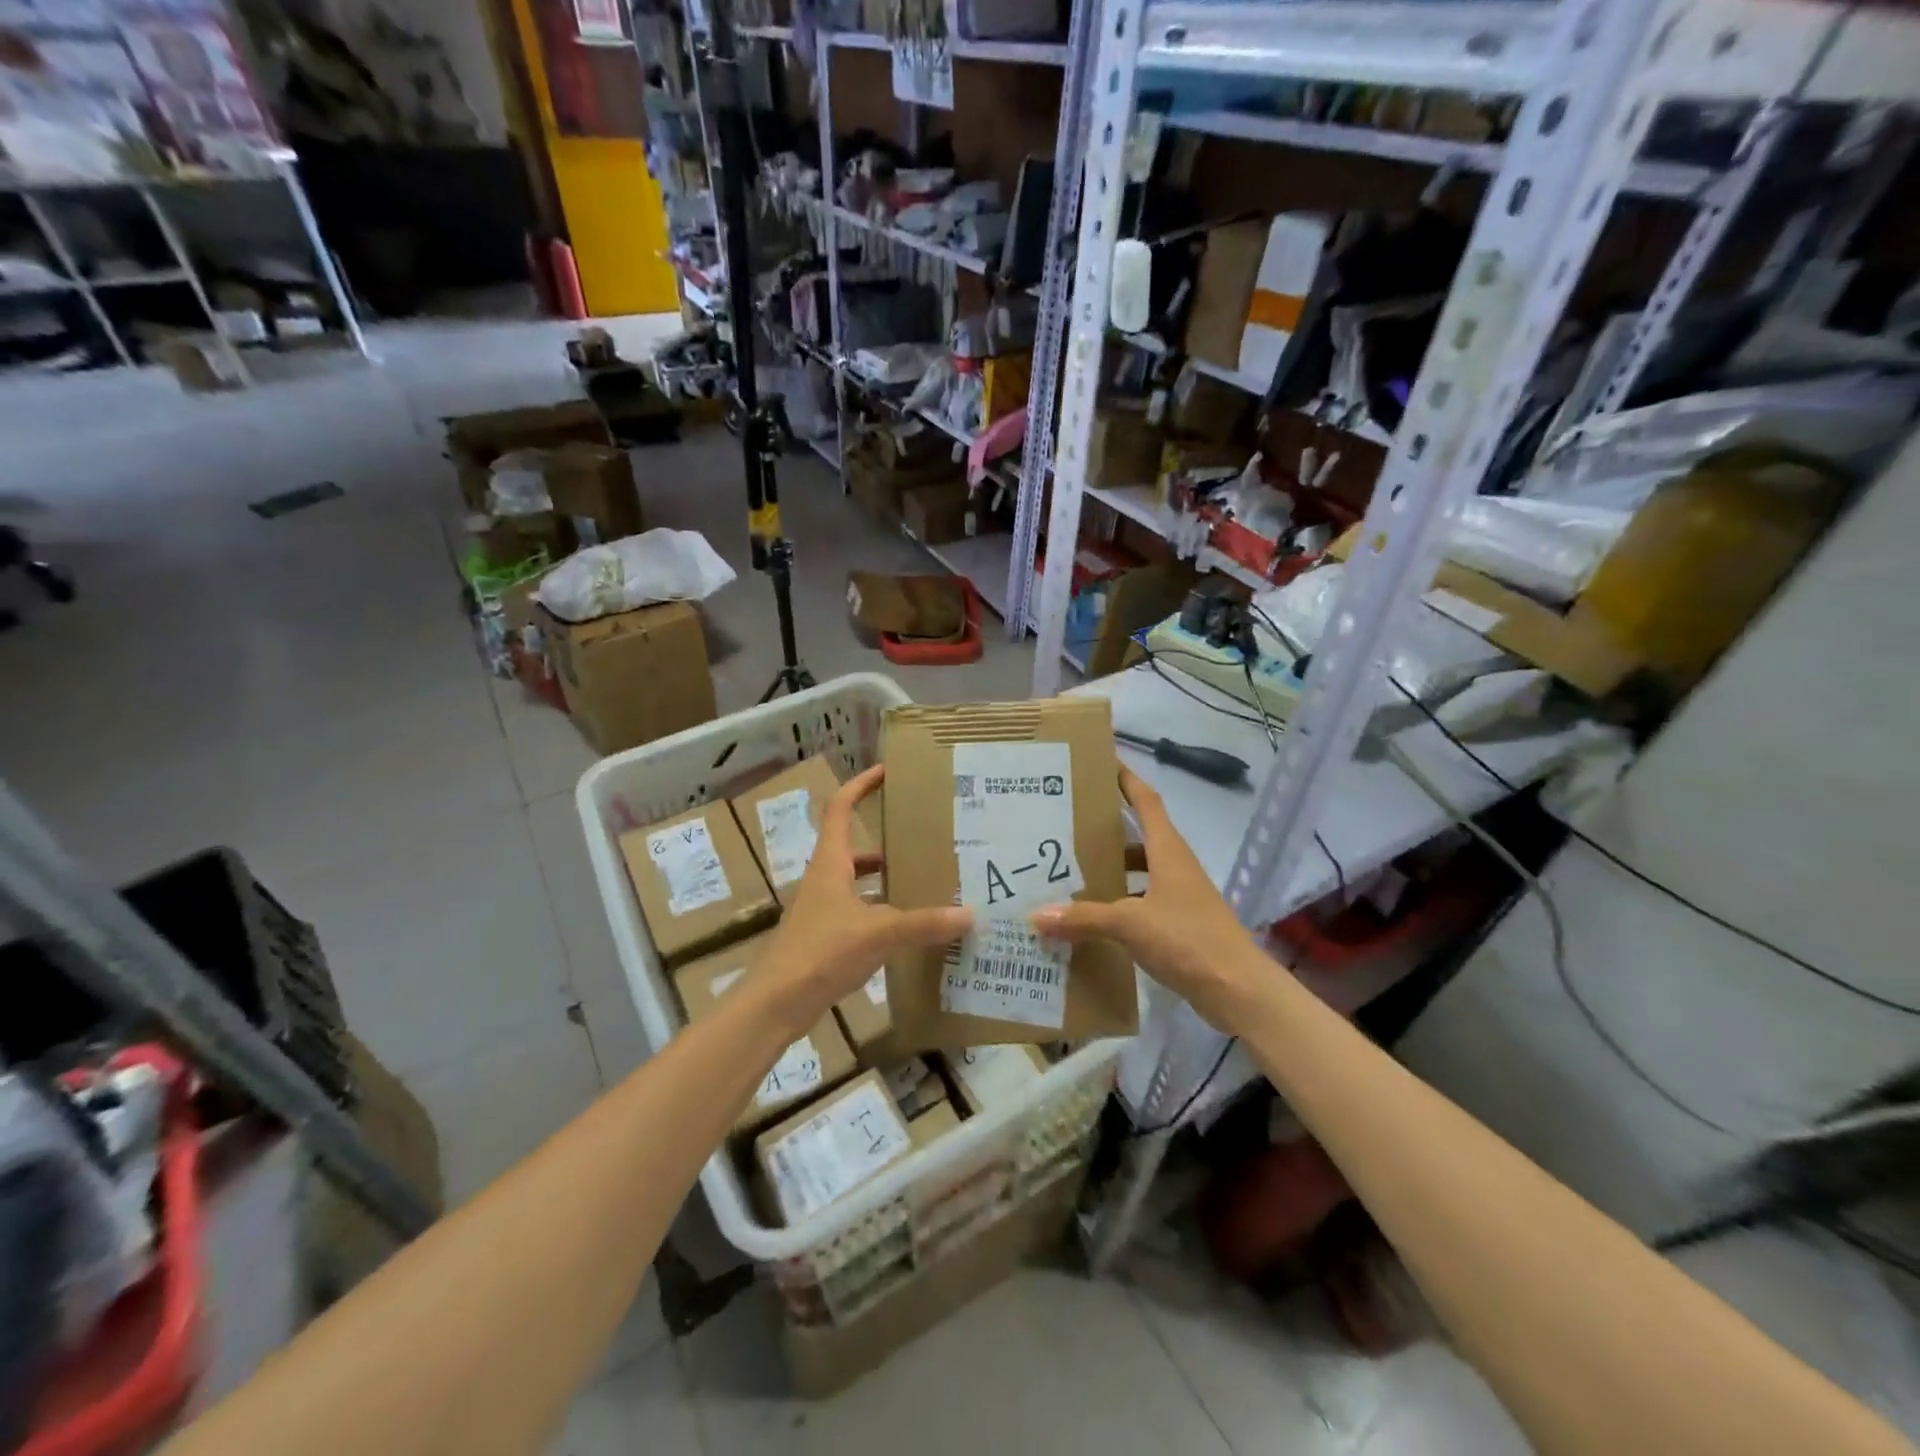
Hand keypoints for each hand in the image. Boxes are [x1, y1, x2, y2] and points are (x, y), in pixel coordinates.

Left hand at [756, 765, 971, 1025]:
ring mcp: (823, 910)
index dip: (860, 785)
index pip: (840, 809)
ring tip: (924, 880)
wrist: (776, 1004)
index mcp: (830, 863)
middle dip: (885, 839)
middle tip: (922, 837)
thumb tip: (969, 914)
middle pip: (853, 847)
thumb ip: (924, 923)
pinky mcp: (826, 938)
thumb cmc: (821, 952)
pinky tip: (908, 928)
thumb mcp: (878, 933)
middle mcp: (825, 880)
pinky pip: (860, 912)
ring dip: (885, 878)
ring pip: (858, 882)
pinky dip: (883, 912)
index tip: (886, 771)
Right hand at [1031, 766, 1265, 1031]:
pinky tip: (1092, 917)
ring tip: (1070, 871)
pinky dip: (1118, 904)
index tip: (1102, 762)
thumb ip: (1083, 918)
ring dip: (1111, 869)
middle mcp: (1175, 867)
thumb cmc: (1188, 940)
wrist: (1238, 990)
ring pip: (1139, 872)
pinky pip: (1141, 902)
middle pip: (1139, 836)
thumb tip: (1035, 915)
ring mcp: (1179, 896)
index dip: (1127, 779)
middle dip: (1107, 829)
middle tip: (1066, 824)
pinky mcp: (1179, 924)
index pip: (1147, 801)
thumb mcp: (1130, 924)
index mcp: (1169, 852)